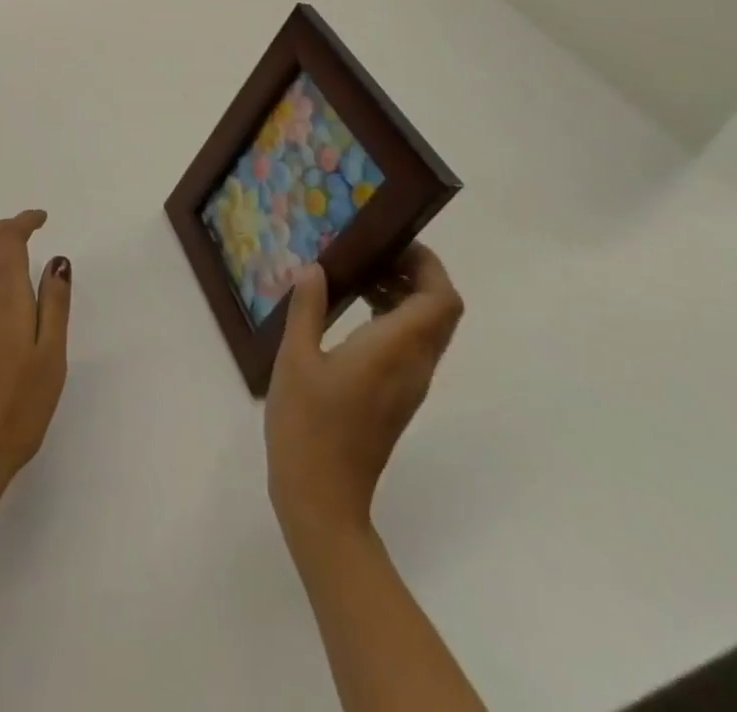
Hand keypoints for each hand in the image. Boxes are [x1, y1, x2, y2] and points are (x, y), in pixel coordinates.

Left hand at [0, 210, 71, 519]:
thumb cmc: (16, 410)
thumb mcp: (51, 358)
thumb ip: (54, 304)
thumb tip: (57, 260)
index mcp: (2, 296)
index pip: (8, 239)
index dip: (24, 221)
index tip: (41, 219)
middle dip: (2, 228)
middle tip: (25, 231)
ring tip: (6, 259)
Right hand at [265, 245, 462, 540]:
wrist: (323, 497)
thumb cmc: (308, 423)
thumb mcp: (296, 357)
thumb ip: (308, 308)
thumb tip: (316, 268)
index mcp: (394, 349)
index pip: (440, 299)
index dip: (428, 264)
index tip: (392, 240)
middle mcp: (414, 365)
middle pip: (441, 310)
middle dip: (416, 273)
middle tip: (371, 251)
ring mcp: (409, 385)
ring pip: (428, 328)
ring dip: (404, 295)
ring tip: (357, 275)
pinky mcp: (397, 397)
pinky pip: (411, 346)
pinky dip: (393, 318)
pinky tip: (351, 311)